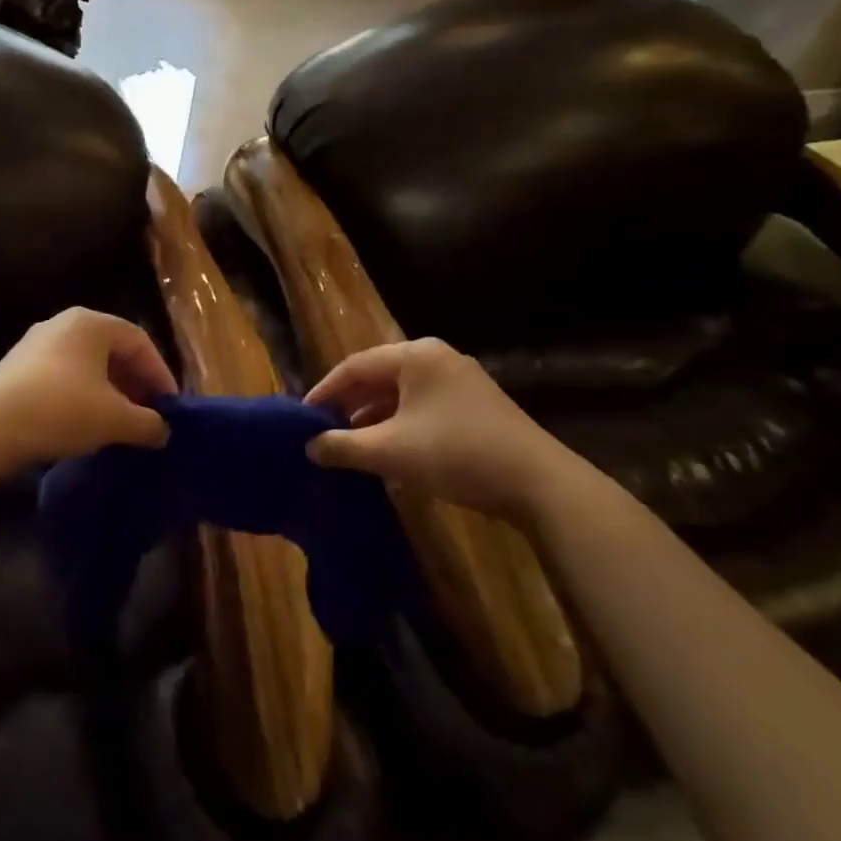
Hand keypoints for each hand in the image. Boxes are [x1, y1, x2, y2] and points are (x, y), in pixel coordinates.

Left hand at [0, 308, 176, 470]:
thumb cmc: (61, 410)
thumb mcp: (115, 419)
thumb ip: (147, 422)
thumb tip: (163, 430)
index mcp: (91, 322)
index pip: (140, 341)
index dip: (160, 374)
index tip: (170, 407)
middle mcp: (64, 323)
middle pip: (113, 350)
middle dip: (135, 383)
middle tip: (148, 414)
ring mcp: (36, 344)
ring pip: (87, 364)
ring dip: (109, 391)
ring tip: (119, 423)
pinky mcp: (16, 368)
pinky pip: (63, 376)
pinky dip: (83, 396)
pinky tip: (85, 424)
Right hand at [304, 338, 572, 516]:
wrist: (539, 484)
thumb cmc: (456, 454)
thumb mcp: (391, 452)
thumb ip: (343, 446)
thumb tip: (309, 446)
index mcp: (415, 356)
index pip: (354, 366)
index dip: (324, 392)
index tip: (301, 417)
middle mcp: (437, 358)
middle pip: (378, 377)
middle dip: (349, 406)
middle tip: (323, 432)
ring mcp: (460, 381)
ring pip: (401, 395)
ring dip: (374, 420)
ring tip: (350, 446)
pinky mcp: (476, 406)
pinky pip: (423, 408)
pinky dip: (400, 426)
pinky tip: (390, 455)